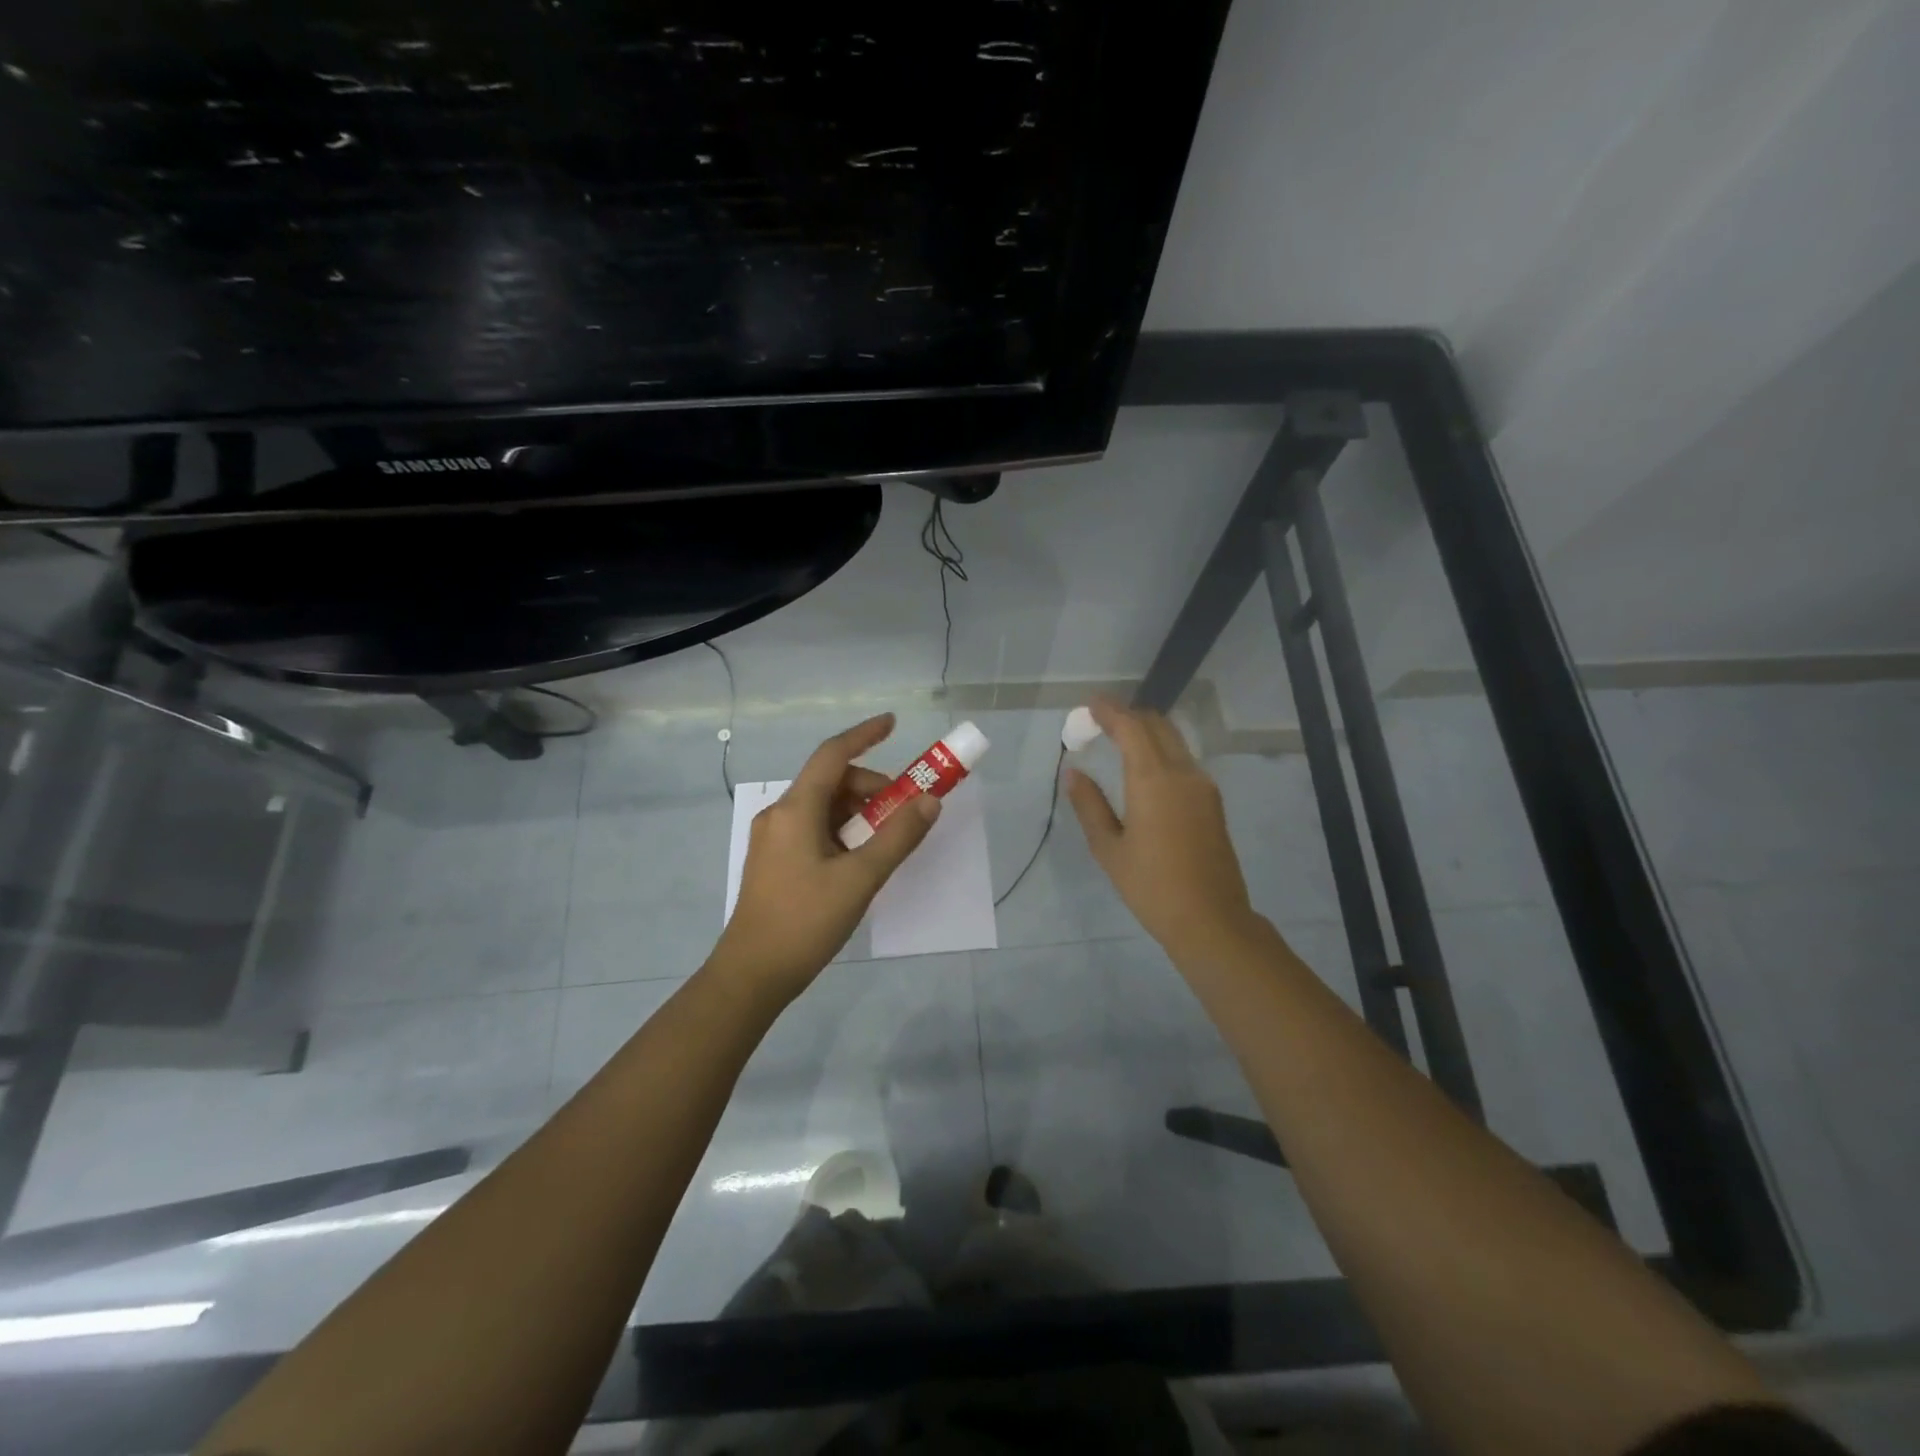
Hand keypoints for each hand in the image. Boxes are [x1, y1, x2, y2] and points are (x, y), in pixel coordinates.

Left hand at [710, 714, 940, 1003]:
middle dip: (872, 787)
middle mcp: (780, 815)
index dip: (864, 734)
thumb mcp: (860, 878)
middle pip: (831, 782)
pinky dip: (843, 830)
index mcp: (795, 809)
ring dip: (859, 811)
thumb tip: (929, 801)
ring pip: (824, 807)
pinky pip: (815, 829)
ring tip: (887, 839)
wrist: (752, 974)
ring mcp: (774, 839)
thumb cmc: (805, 921)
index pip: (833, 754)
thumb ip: (898, 836)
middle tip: (905, 810)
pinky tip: (861, 858)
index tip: (894, 723)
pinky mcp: (775, 861)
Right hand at [1066, 699, 1262, 959]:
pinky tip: (1144, 769)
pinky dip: (1161, 751)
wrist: (1211, 919)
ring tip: (1119, 742)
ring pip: (1174, 740)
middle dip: (1128, 716)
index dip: (1109, 711)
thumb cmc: (1151, 886)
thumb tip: (1074, 772)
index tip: (1090, 704)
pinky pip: (1184, 760)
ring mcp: (1203, 785)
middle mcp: (1183, 773)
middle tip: (1100, 722)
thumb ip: (1089, 805)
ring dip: (1147, 732)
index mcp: (1154, 780)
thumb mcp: (1109, 848)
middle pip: (1157, 725)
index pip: (1131, 728)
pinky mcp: (1212, 801)